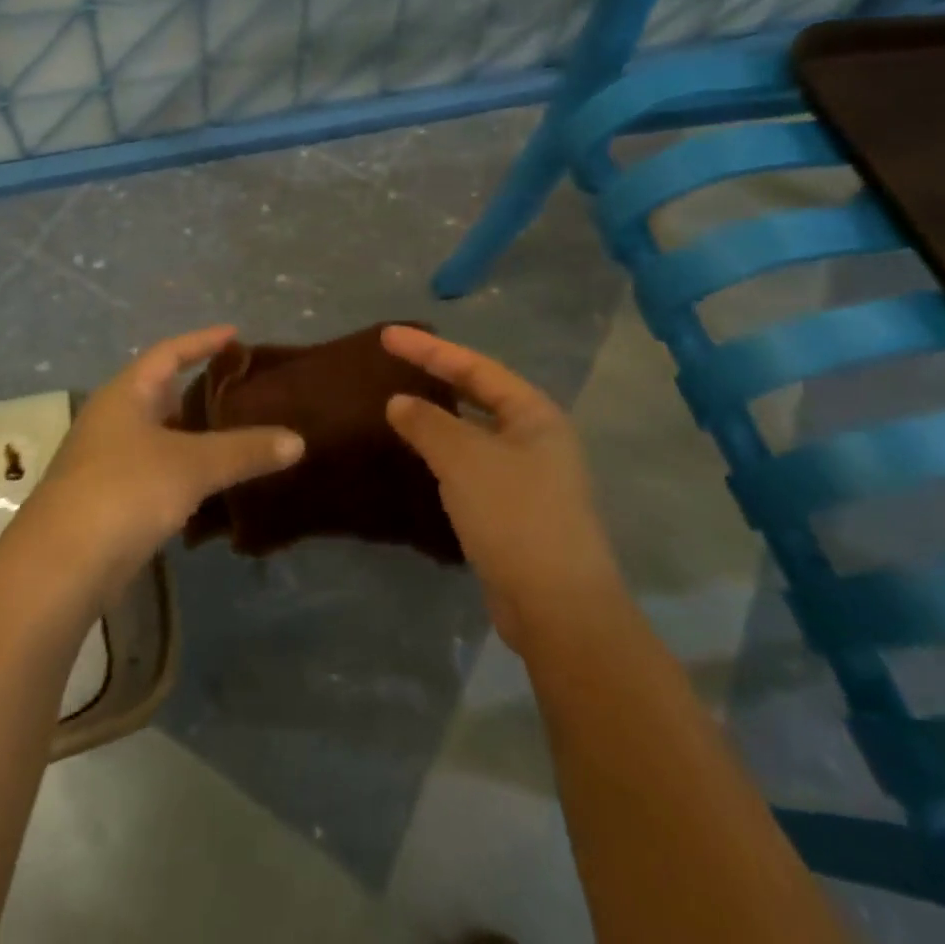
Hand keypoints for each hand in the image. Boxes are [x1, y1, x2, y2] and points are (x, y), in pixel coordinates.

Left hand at [19, 326, 304, 604]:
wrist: (61, 566)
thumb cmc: (126, 491)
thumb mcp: (193, 465)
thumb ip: (245, 450)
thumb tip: (298, 440)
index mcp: (125, 394)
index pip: (168, 354)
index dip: (202, 341)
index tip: (234, 335)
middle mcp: (111, 420)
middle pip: (160, 394)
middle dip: (199, 392)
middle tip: (241, 392)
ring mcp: (105, 461)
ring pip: (158, 437)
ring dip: (192, 438)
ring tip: (234, 438)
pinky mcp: (106, 500)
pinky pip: (153, 472)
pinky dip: (181, 473)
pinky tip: (208, 488)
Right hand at [382, 325, 620, 652]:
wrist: (557, 608)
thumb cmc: (514, 515)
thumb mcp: (464, 459)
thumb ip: (427, 423)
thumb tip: (398, 402)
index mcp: (535, 414)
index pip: (475, 367)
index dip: (429, 349)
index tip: (387, 336)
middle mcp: (536, 439)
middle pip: (478, 394)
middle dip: (437, 376)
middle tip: (393, 363)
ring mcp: (529, 477)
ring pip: (474, 433)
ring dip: (438, 417)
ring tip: (399, 405)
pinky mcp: (514, 512)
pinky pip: (471, 467)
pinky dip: (443, 455)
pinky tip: (418, 458)